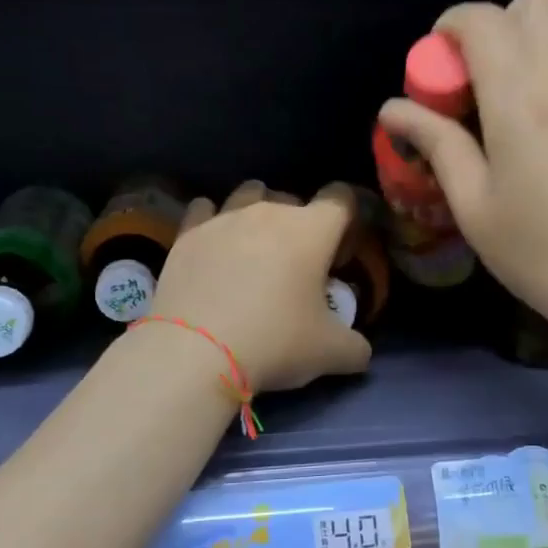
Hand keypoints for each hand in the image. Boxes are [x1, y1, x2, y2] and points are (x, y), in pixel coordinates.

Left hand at [149, 181, 373, 391]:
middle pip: (294, 198)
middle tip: (298, 264)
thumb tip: (359, 350)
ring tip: (255, 247)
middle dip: (301, 223)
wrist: (194, 353)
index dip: (348, 220)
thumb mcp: (330, 354)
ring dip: (258, 213)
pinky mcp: (187, 234)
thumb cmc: (274, 342)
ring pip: (249, 194)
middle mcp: (269, 211)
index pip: (342, 198)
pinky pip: (204, 209)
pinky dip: (213, 221)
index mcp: (312, 230)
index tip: (341, 253)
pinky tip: (213, 245)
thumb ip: (354, 347)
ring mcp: (224, 218)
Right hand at [378, 0, 547, 347]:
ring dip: (524, 51)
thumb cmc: (538, 251)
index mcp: (519, 99)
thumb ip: (436, 143)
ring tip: (505, 111)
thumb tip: (394, 108)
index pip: (483, 19)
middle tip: (474, 79)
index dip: (450, 25)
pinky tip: (545, 138)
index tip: (435, 63)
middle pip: (534, 4)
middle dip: (495, 24)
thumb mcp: (473, 204)